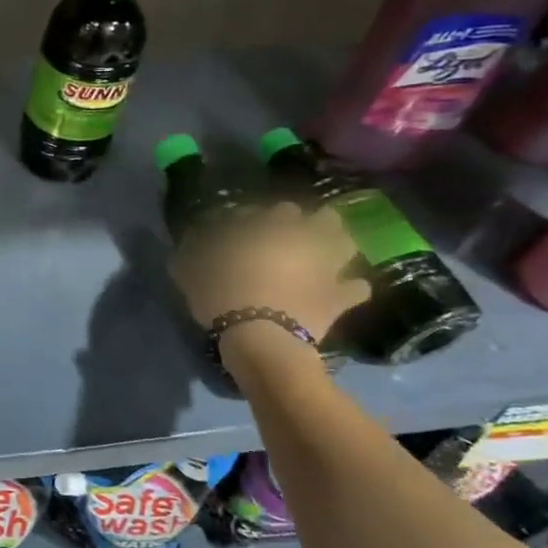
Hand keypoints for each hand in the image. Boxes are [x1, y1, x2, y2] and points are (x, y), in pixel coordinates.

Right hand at [169, 202, 369, 341]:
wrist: (258, 338)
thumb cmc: (221, 295)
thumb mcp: (190, 269)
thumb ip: (192, 249)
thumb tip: (191, 237)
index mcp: (271, 226)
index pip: (277, 209)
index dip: (267, 217)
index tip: (252, 229)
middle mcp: (305, 238)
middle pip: (323, 218)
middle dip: (313, 224)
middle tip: (295, 238)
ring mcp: (328, 267)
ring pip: (346, 244)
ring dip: (337, 247)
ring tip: (324, 257)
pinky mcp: (340, 298)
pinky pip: (357, 288)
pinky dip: (352, 287)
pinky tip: (343, 291)